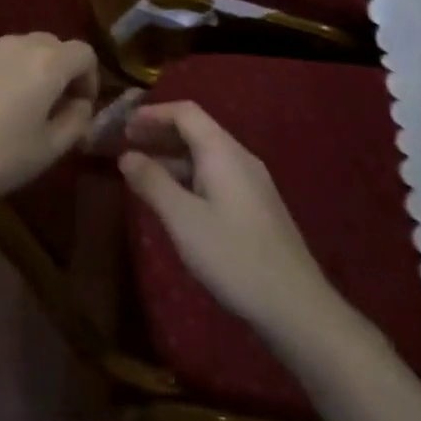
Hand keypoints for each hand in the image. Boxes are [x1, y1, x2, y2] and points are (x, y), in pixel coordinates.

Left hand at [0, 33, 96, 212]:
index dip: (90, 79)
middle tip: (54, 106)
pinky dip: (1, 73)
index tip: (80, 108)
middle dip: (61, 70)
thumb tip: (80, 104)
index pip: (84, 53)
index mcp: (47, 63)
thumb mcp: (49, 149)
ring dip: (30, 70)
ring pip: (20, 49)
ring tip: (19, 107)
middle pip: (52, 45)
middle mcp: (17, 45)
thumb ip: (76, 121)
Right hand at [119, 101, 352, 350]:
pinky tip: (175, 200)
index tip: (123, 126)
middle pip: (196, 131)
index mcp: (222, 152)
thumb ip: (152, 182)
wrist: (297, 307)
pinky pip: (216, 176)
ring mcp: (252, 184)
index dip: (152, 114)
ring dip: (172, 158)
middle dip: (160, 134)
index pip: (185, 113)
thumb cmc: (234, 256)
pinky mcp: (256, 208)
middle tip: (126, 146)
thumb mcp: (183, 219)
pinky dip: (188, 177)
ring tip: (142, 173)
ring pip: (205, 156)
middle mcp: (240, 158)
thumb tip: (126, 156)